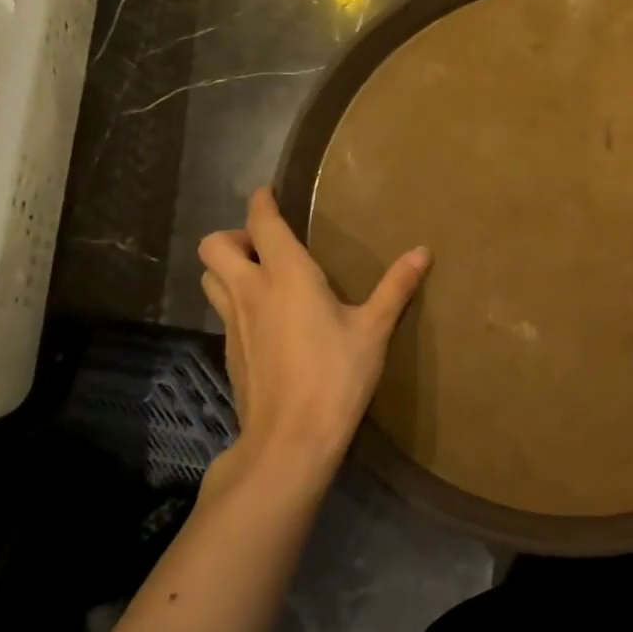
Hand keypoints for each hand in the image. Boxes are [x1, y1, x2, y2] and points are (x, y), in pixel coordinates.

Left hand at [197, 187, 429, 492]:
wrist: (289, 440)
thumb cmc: (335, 375)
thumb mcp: (374, 329)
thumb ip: (396, 287)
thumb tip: (423, 251)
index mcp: (286, 276)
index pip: (261, 223)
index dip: (261, 202)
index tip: (268, 191)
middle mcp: (251, 291)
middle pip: (214, 246)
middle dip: (234, 235)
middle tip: (267, 244)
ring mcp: (234, 323)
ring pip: (210, 278)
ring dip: (227, 266)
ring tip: (262, 275)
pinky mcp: (230, 351)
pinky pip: (222, 310)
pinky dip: (235, 300)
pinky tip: (267, 319)